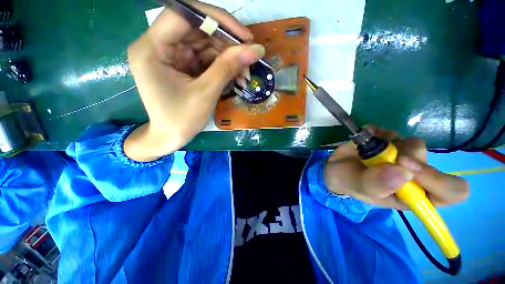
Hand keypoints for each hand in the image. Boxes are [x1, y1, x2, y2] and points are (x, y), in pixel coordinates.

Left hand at [125, 1, 264, 160]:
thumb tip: (256, 50)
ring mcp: (171, 55)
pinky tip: (236, 77)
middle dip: (227, 43)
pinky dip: (223, 66)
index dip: (217, 20)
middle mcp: (158, 45)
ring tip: (245, 73)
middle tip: (249, 57)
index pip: (184, 14)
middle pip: (198, 28)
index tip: (244, 37)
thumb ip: (228, 68)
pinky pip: (206, 58)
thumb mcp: (206, 93)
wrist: (169, 138)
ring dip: (229, 57)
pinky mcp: (182, 65)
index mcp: (152, 48)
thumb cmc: (181, 120)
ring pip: (205, 43)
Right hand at [324, 126, 468, 208]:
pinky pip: (391, 132)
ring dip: (389, 144)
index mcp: (412, 195)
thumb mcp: (357, 187)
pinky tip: (364, 141)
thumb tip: (405, 172)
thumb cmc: (347, 182)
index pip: (451, 191)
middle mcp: (413, 175)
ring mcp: (402, 155)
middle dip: (407, 156)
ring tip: (367, 151)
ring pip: (413, 143)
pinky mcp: (389, 141)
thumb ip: (377, 184)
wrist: (334, 167)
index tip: (408, 168)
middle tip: (383, 155)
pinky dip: (376, 134)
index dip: (439, 180)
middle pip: (431, 161)